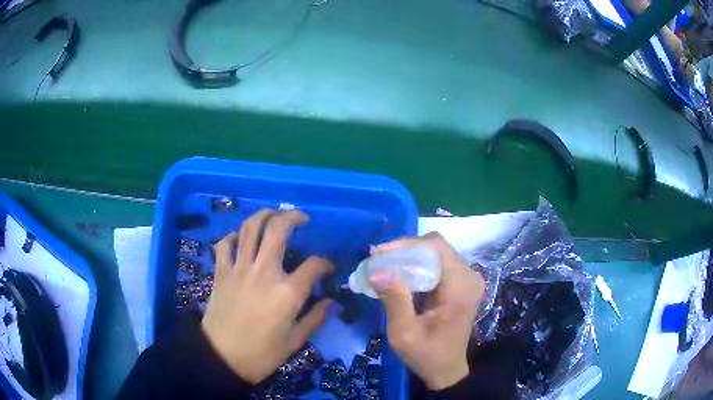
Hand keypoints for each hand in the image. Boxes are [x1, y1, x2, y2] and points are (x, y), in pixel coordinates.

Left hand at [201, 209, 333, 383]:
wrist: (221, 358)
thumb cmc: (261, 354)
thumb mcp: (294, 341)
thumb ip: (315, 318)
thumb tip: (331, 302)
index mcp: (287, 292)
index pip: (314, 265)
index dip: (325, 264)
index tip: (328, 269)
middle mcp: (264, 272)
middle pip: (278, 230)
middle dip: (292, 217)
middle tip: (301, 218)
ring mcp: (239, 269)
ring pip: (250, 229)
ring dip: (264, 215)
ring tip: (274, 214)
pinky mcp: (221, 272)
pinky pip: (225, 245)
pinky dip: (233, 236)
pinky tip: (241, 238)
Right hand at [369, 233, 485, 389]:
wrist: (446, 370)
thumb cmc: (426, 355)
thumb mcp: (404, 333)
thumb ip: (394, 300)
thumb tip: (376, 270)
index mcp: (461, 288)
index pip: (436, 247)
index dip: (407, 245)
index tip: (379, 254)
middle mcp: (469, 277)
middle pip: (436, 247)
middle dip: (404, 251)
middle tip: (378, 261)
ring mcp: (467, 279)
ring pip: (435, 253)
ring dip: (409, 257)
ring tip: (384, 268)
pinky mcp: (460, 284)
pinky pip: (437, 264)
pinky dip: (416, 266)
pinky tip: (398, 277)